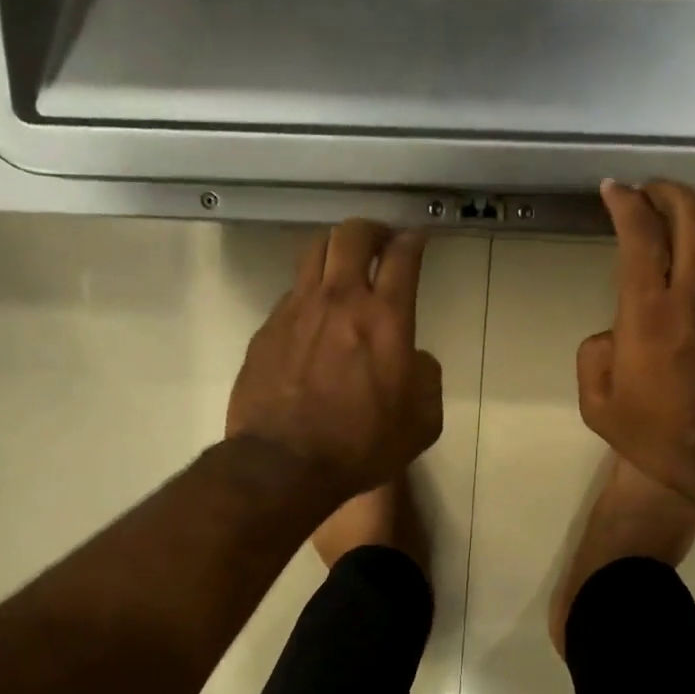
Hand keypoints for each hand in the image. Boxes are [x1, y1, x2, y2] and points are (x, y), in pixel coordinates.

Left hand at [227, 220, 443, 499]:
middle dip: (371, 230)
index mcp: (385, 318)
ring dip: (335, 249)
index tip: (416, 239)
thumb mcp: (421, 422)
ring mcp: (297, 310)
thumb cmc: (361, 445)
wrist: (284, 464)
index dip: (412, 240)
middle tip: (380, 242)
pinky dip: (309, 292)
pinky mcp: (267, 328)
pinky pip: (292, 292)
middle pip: (351, 235)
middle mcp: (340, 300)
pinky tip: (314, 317)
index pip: (402, 256)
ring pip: (314, 252)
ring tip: (343, 266)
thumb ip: (427, 379)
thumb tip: (415, 359)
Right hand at [577, 181, 694, 508]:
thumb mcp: (601, 409)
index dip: (626, 203)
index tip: (615, 189)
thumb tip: (610, 334)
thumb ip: (594, 359)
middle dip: (667, 191)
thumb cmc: (663, 438)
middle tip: (651, 191)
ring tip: (685, 213)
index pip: (639, 235)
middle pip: (690, 215)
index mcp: (648, 312)